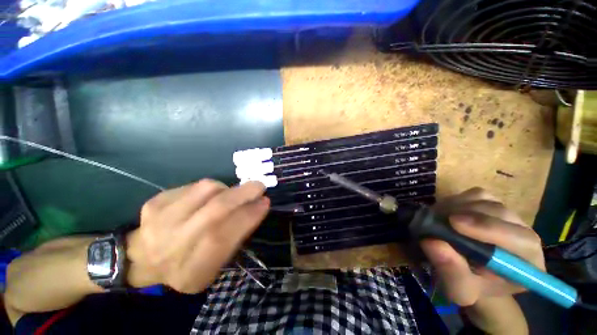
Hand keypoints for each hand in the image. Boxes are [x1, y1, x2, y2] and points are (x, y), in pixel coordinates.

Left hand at [126, 180, 269, 292]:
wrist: (143, 259)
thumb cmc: (188, 265)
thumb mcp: (215, 265)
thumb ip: (237, 236)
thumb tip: (259, 205)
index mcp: (190, 270)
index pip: (224, 237)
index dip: (249, 216)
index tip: (265, 202)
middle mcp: (172, 245)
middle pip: (215, 210)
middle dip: (244, 194)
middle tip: (259, 186)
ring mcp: (159, 220)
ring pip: (206, 190)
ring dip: (227, 189)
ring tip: (229, 195)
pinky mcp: (155, 202)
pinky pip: (194, 185)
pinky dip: (209, 189)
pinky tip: (206, 199)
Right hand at [421, 187, 544, 306]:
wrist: (469, 272)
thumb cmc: (469, 285)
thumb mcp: (458, 289)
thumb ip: (451, 271)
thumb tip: (432, 242)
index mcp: (528, 263)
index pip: (522, 240)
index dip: (489, 229)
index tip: (454, 223)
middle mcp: (525, 235)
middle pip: (501, 214)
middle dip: (468, 215)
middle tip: (438, 219)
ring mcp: (509, 216)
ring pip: (487, 201)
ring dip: (458, 207)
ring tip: (440, 219)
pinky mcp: (493, 204)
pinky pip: (476, 194)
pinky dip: (458, 200)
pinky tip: (447, 213)